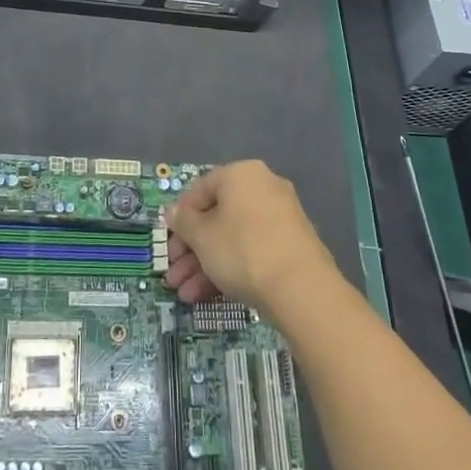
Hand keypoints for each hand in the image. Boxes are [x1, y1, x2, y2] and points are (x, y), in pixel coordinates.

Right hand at [163, 161, 334, 319]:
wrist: (301, 288)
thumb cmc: (242, 250)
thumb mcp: (202, 236)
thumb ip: (183, 222)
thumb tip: (173, 212)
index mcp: (241, 174)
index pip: (199, 191)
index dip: (179, 219)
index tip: (169, 245)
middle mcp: (263, 187)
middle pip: (216, 217)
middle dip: (191, 250)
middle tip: (174, 276)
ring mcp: (280, 217)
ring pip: (232, 238)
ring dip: (205, 265)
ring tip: (185, 295)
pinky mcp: (291, 245)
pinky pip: (252, 250)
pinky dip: (230, 268)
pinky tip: (208, 295)